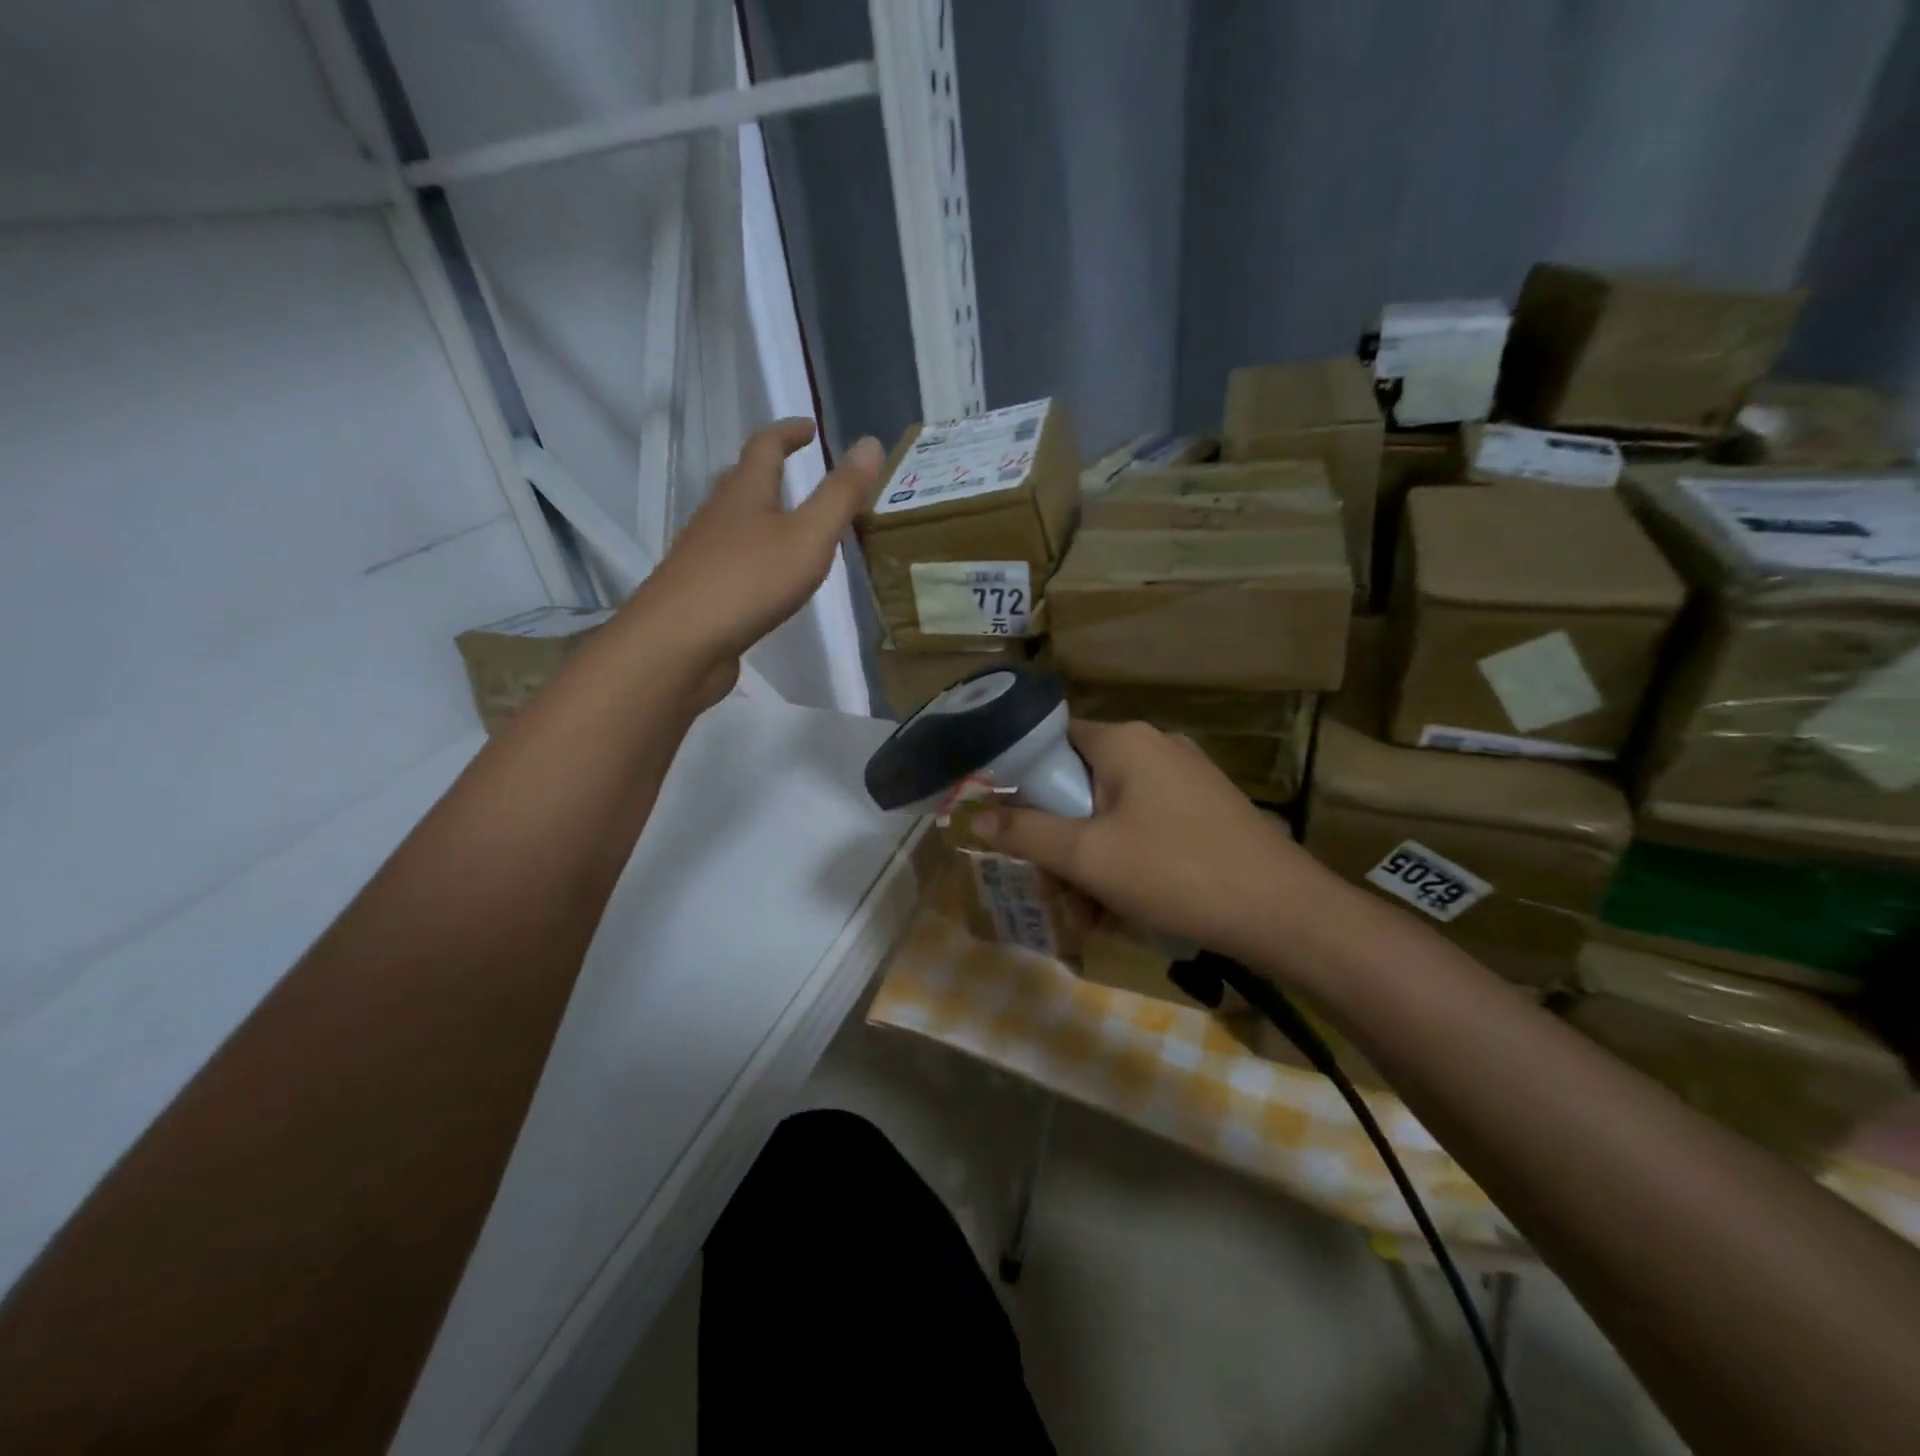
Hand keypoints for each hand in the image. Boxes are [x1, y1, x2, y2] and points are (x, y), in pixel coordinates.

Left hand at [635, 419, 883, 676]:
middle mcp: (718, 515)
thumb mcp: (809, 536)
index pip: (765, 446)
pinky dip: (754, 555)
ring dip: (760, 514)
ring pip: (734, 521)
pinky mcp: (701, 589)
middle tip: (797, 472)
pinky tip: (767, 578)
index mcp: (745, 493)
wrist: (680, 642)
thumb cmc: (750, 581)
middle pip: (742, 481)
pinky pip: (731, 559)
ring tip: (789, 526)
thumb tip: (870, 442)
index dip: (788, 432)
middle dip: (769, 470)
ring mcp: (704, 553)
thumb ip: (841, 495)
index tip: (810, 428)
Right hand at [973, 719, 1337, 965]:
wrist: (1283, 913)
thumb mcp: (1087, 856)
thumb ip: (1024, 833)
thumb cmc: (1175, 872)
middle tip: (1053, 887)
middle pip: (1081, 783)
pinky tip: (1126, 908)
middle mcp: (1156, 747)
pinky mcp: (1207, 810)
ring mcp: (1187, 778)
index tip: (1008, 826)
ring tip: (1089, 913)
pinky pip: (1146, 827)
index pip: (1051, 742)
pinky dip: (1127, 861)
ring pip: (1113, 812)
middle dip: (1060, 839)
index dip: (1022, 781)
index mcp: (1125, 741)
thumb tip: (972, 817)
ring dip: (1092, 860)